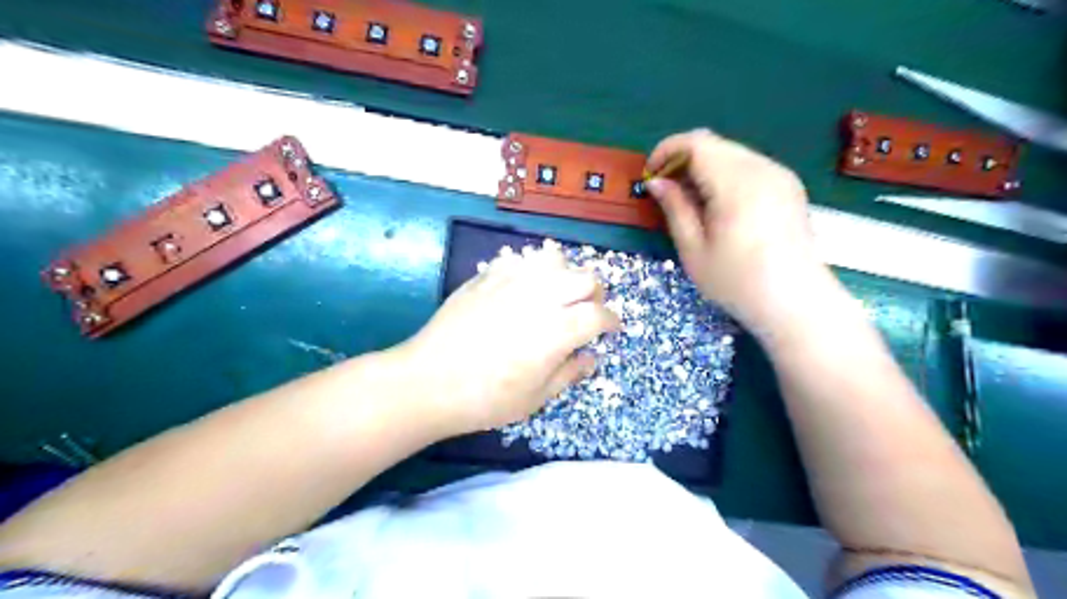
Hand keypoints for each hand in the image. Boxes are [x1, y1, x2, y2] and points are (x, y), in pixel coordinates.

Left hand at [397, 243, 616, 434]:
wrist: (429, 382)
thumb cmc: (487, 399)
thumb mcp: (536, 398)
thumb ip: (570, 373)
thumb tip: (591, 357)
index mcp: (559, 329)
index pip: (599, 314)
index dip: (611, 321)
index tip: (610, 329)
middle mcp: (541, 296)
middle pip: (585, 278)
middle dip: (594, 293)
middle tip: (586, 311)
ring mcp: (512, 281)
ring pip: (553, 259)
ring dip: (564, 275)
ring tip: (557, 293)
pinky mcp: (486, 277)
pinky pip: (518, 259)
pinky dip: (530, 268)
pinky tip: (523, 285)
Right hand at [642, 128, 823, 329]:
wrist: (796, 303)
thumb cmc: (737, 282)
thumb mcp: (694, 250)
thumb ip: (675, 208)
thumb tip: (657, 183)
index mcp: (737, 182)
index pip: (696, 143)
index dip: (666, 151)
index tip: (650, 176)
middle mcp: (762, 168)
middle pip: (714, 144)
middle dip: (683, 159)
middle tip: (666, 191)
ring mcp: (780, 175)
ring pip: (731, 153)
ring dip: (704, 166)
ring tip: (690, 200)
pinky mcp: (789, 186)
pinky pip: (749, 166)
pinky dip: (725, 175)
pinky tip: (718, 205)